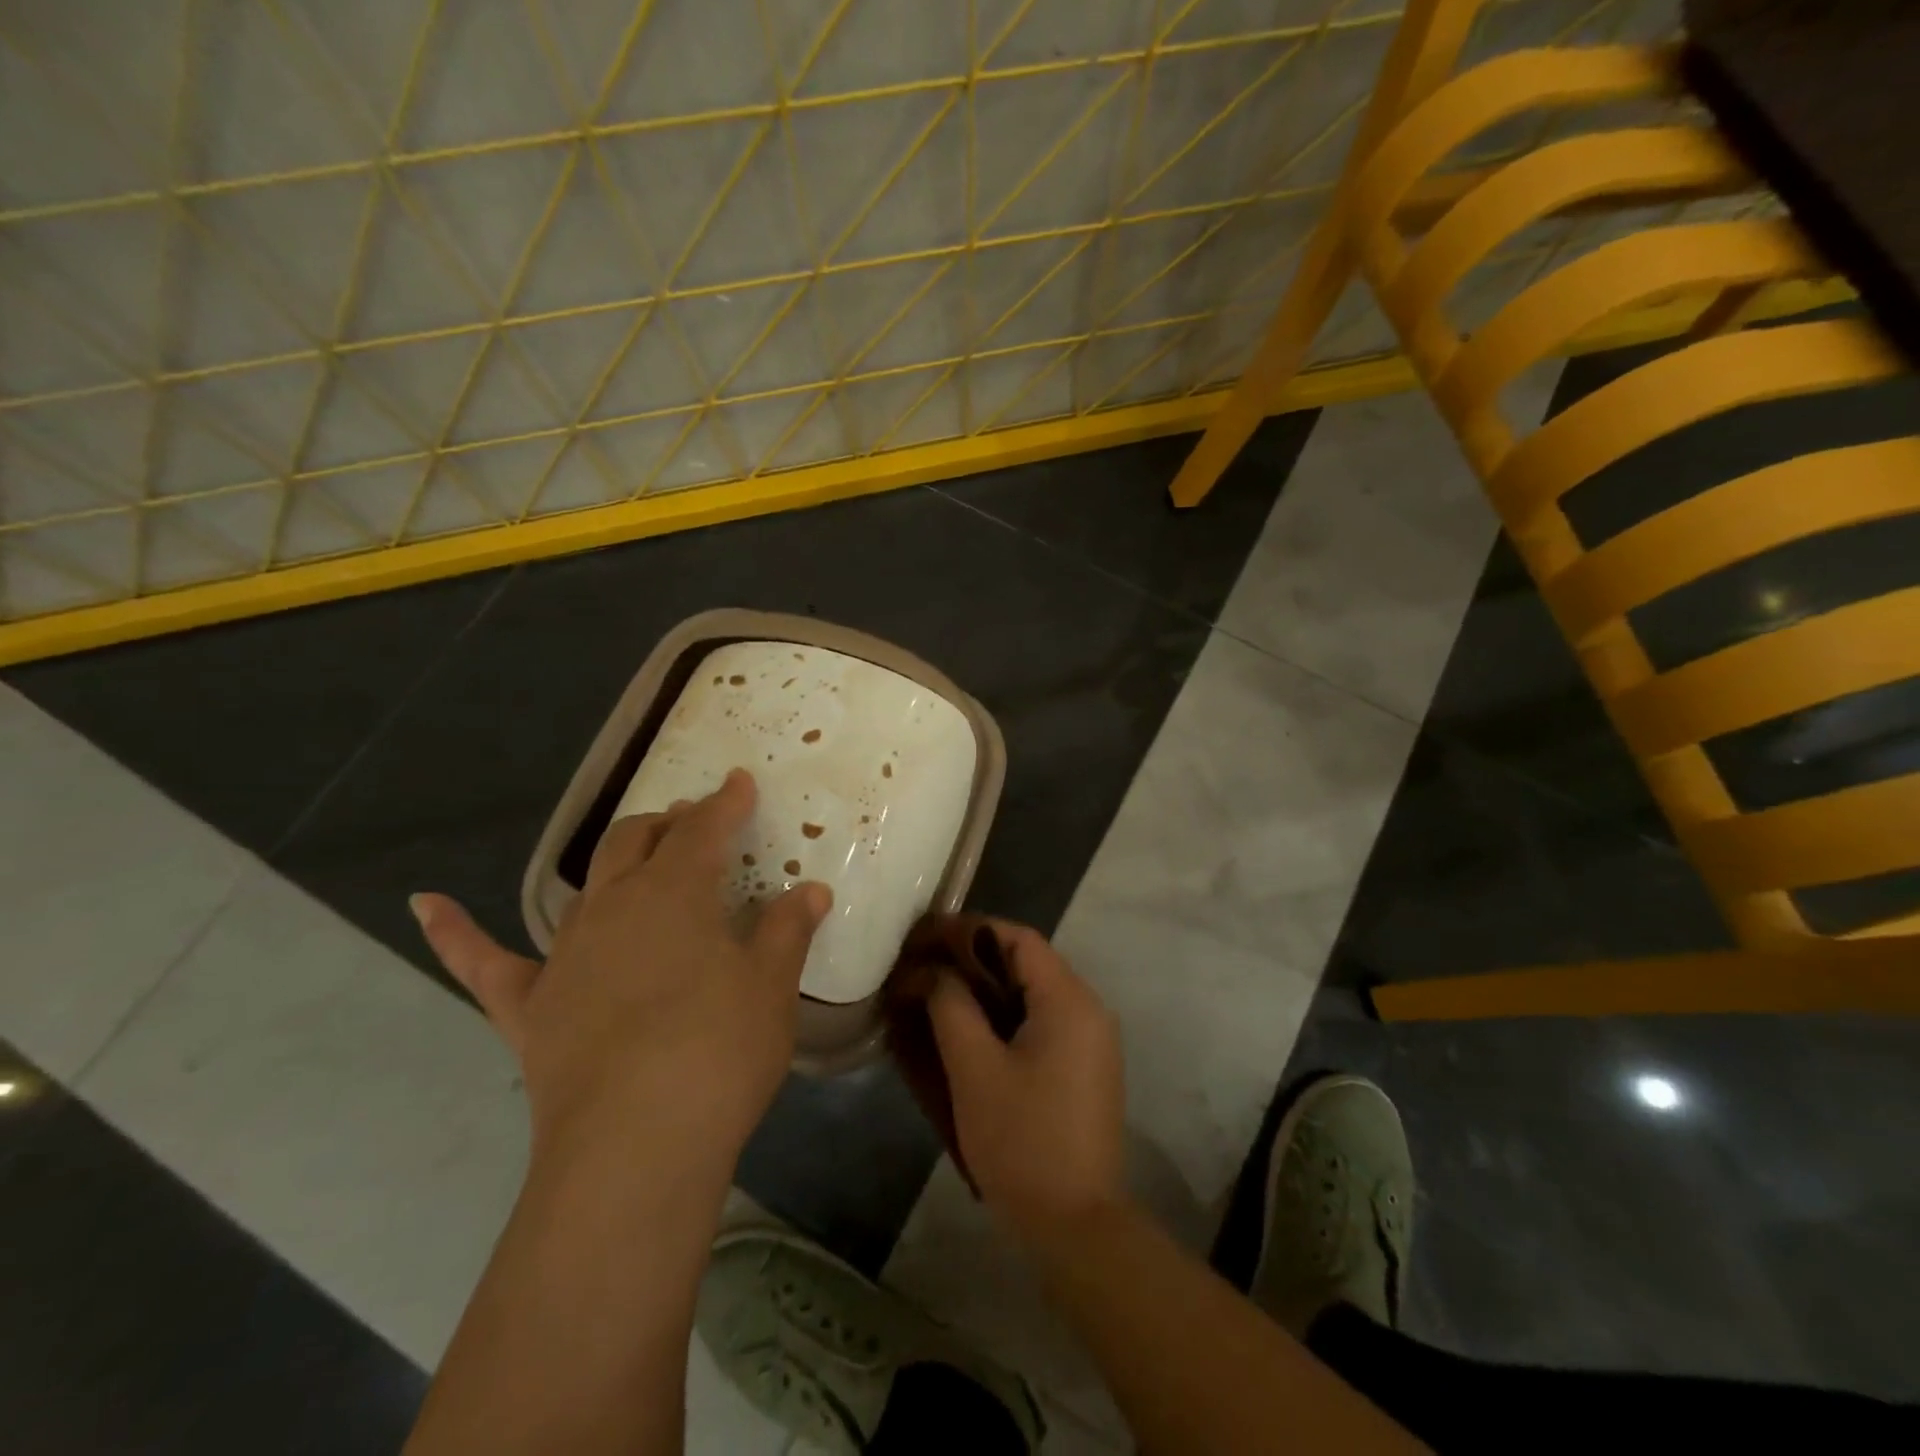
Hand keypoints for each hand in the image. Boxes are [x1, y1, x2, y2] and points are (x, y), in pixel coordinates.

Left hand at [410, 769, 830, 1172]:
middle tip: (694, 821)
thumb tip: (812, 890)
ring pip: (586, 886)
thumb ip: (788, 931)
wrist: (635, 1146)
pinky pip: (483, 962)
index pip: (703, 830)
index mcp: (676, 893)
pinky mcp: (528, 1007)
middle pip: (636, 843)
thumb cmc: (719, 1053)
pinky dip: (454, 931)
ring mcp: (565, 955)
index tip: (740, 783)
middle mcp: (615, 907)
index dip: (725, 803)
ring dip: (616, 863)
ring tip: (640, 856)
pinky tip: (424, 903)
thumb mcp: (771, 988)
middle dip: (668, 824)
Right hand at [929, 922, 1125, 1241]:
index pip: (1017, 939)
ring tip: (936, 995)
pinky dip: (1003, 1016)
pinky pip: (1040, 1022)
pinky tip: (967, 1031)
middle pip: (1025, 962)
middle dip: (971, 959)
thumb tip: (928, 970)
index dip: (968, 931)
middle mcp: (1088, 1009)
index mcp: (1069, 1000)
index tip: (924, 937)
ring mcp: (1090, 1040)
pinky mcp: (1083, 1067)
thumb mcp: (974, 1068)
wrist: (1076, 1226)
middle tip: (923, 967)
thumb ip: (950, 1006)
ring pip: (1030, 993)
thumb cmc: (1022, 1141)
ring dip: (985, 989)